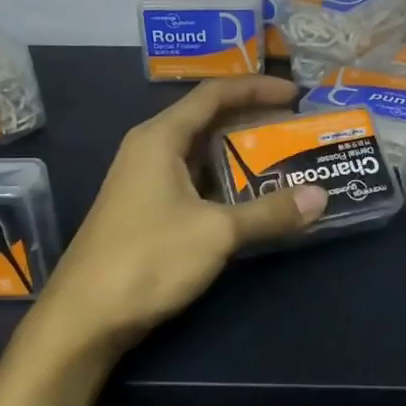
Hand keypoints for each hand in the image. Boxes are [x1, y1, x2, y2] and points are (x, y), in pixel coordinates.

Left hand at [31, 76, 326, 354]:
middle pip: (207, 120)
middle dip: (252, 121)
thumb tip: (319, 197)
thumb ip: (269, 213)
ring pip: (200, 155)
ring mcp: (145, 182)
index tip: (295, 94)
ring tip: (283, 160)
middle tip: (295, 128)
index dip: (256, 88)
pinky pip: (193, 182)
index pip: (214, 94)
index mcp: (160, 138)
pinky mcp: (146, 211)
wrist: (85, 317)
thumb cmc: (148, 259)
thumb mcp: (216, 233)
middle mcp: (150, 150)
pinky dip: (224, 183)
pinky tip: (250, 200)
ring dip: (239, 155)